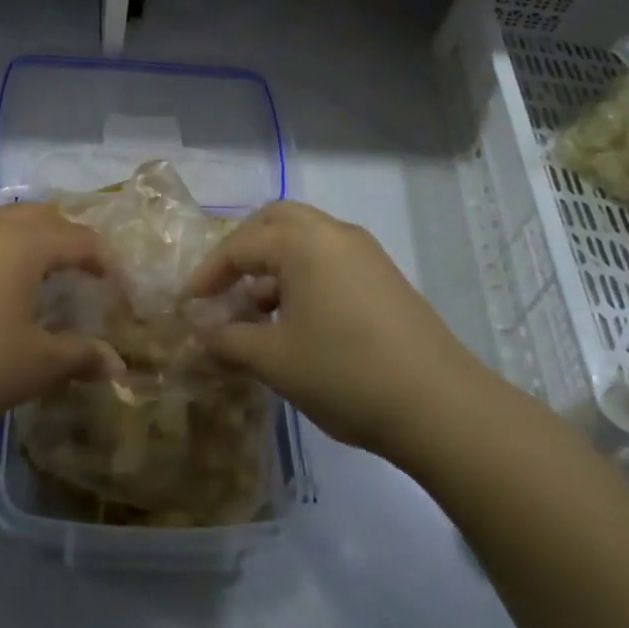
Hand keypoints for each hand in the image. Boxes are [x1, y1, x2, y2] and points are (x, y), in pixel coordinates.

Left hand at [0, 203, 125, 461]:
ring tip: (44, 281)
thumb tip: (119, 366)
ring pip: (5, 223)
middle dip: (70, 238)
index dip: (106, 262)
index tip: (120, 290)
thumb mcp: (34, 367)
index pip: (80, 238)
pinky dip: (1, 255)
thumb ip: (81, 357)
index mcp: (23, 243)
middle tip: (86, 274)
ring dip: (32, 242)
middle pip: (42, 216)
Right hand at [186, 202, 485, 463]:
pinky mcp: (384, 277)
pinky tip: (296, 320)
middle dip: (243, 248)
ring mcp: (365, 253)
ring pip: (306, 239)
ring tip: (256, 310)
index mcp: (303, 242)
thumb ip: (229, 341)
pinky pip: (330, 259)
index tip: (188, 303)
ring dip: (274, 263)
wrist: (440, 406)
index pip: (240, 245)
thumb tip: (198, 337)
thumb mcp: (275, 360)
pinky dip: (303, 274)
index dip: (208, 274)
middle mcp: (334, 234)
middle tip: (223, 283)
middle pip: (276, 221)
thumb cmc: (345, 373)